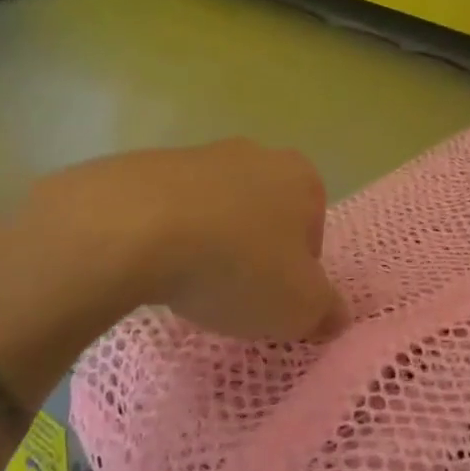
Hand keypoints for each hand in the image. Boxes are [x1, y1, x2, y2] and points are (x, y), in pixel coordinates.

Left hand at [0, 140, 340, 355]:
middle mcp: (255, 155)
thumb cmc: (237, 264)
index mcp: (300, 178)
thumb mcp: (298, 307)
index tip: (274, 300)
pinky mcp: (146, 166)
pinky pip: (169, 210)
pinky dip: (167, 237)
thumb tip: (336, 315)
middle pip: (264, 214)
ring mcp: (198, 155)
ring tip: (188, 285)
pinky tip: (152, 267)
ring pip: (216, 210)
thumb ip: (326, 311)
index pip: (313, 230)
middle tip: (234, 294)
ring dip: (209, 243)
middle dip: (253, 251)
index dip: (298, 271)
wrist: (133, 227)